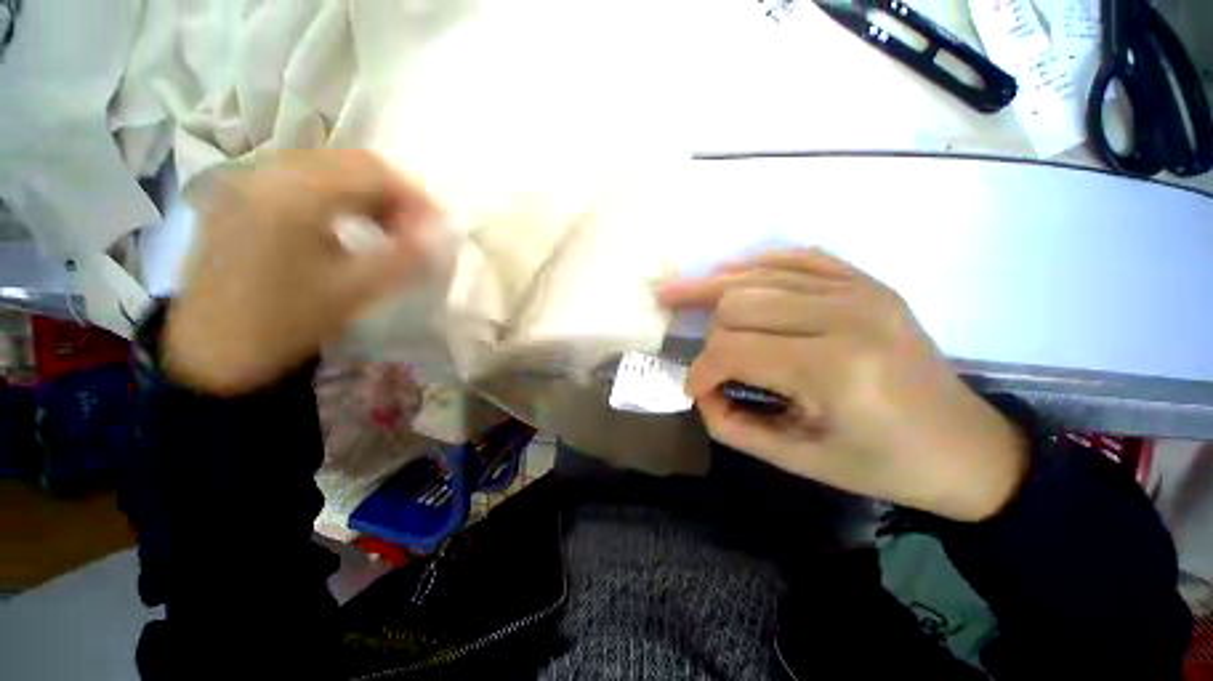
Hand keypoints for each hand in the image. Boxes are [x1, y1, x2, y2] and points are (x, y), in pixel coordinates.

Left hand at [165, 150, 442, 395]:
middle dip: (394, 193)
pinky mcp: (242, 196)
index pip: (373, 173)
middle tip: (417, 230)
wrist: (214, 351)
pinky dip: (339, 197)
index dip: (415, 197)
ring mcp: (250, 180)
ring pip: (329, 168)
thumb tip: (440, 234)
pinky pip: (304, 179)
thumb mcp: (355, 291)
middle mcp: (268, 173)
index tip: (438, 228)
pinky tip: (350, 226)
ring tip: (389, 230)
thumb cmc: (286, 322)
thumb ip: (405, 256)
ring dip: (369, 194)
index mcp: (294, 195)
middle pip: (351, 163)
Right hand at [657, 249, 1026, 521]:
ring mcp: (859, 290)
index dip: (701, 370)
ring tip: (678, 291)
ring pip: (758, 274)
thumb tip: (701, 391)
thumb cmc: (883, 463)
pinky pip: (795, 258)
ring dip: (713, 286)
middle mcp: (846, 314)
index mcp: (833, 368)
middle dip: (706, 330)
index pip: (734, 349)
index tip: (694, 389)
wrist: (966, 446)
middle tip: (694, 348)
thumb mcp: (798, 460)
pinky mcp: (866, 282)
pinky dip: (754, 266)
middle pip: (739, 303)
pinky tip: (728, 275)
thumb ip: (732, 425)